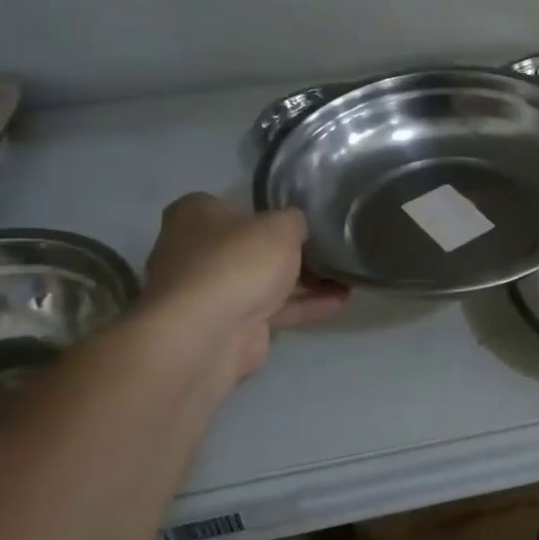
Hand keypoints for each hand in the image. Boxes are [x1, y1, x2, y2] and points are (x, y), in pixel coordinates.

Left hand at [141, 194, 346, 384]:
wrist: (208, 334)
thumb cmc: (239, 261)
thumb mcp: (281, 225)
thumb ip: (294, 221)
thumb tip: (296, 228)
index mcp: (194, 215)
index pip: (232, 205)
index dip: (267, 211)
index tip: (300, 220)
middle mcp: (193, 251)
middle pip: (249, 246)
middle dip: (287, 251)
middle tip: (327, 248)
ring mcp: (209, 293)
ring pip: (262, 281)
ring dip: (303, 281)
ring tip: (344, 276)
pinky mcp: (227, 326)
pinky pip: (272, 310)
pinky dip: (303, 305)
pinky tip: (339, 301)